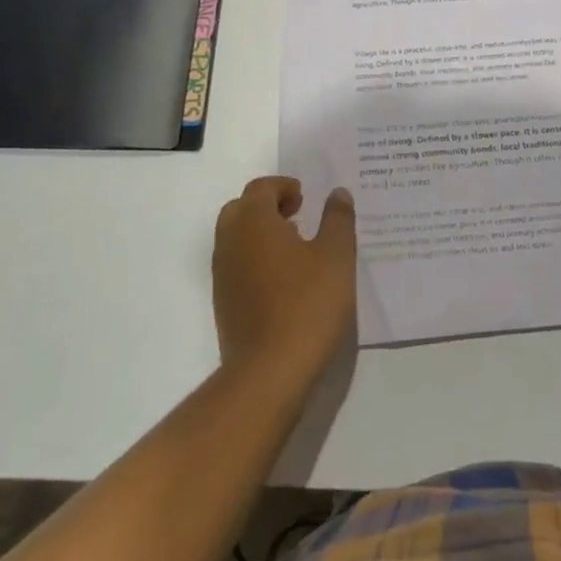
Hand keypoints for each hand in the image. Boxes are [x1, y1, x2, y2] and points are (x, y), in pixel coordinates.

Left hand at [212, 177, 355, 380]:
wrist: (269, 373)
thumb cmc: (307, 304)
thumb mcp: (336, 256)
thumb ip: (337, 219)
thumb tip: (337, 193)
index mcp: (254, 221)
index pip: (261, 188)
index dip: (283, 187)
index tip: (306, 199)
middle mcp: (230, 241)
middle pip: (241, 209)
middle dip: (267, 207)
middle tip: (297, 217)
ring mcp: (222, 275)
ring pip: (235, 238)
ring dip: (260, 234)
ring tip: (294, 249)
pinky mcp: (222, 304)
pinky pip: (235, 266)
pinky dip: (254, 260)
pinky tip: (283, 281)